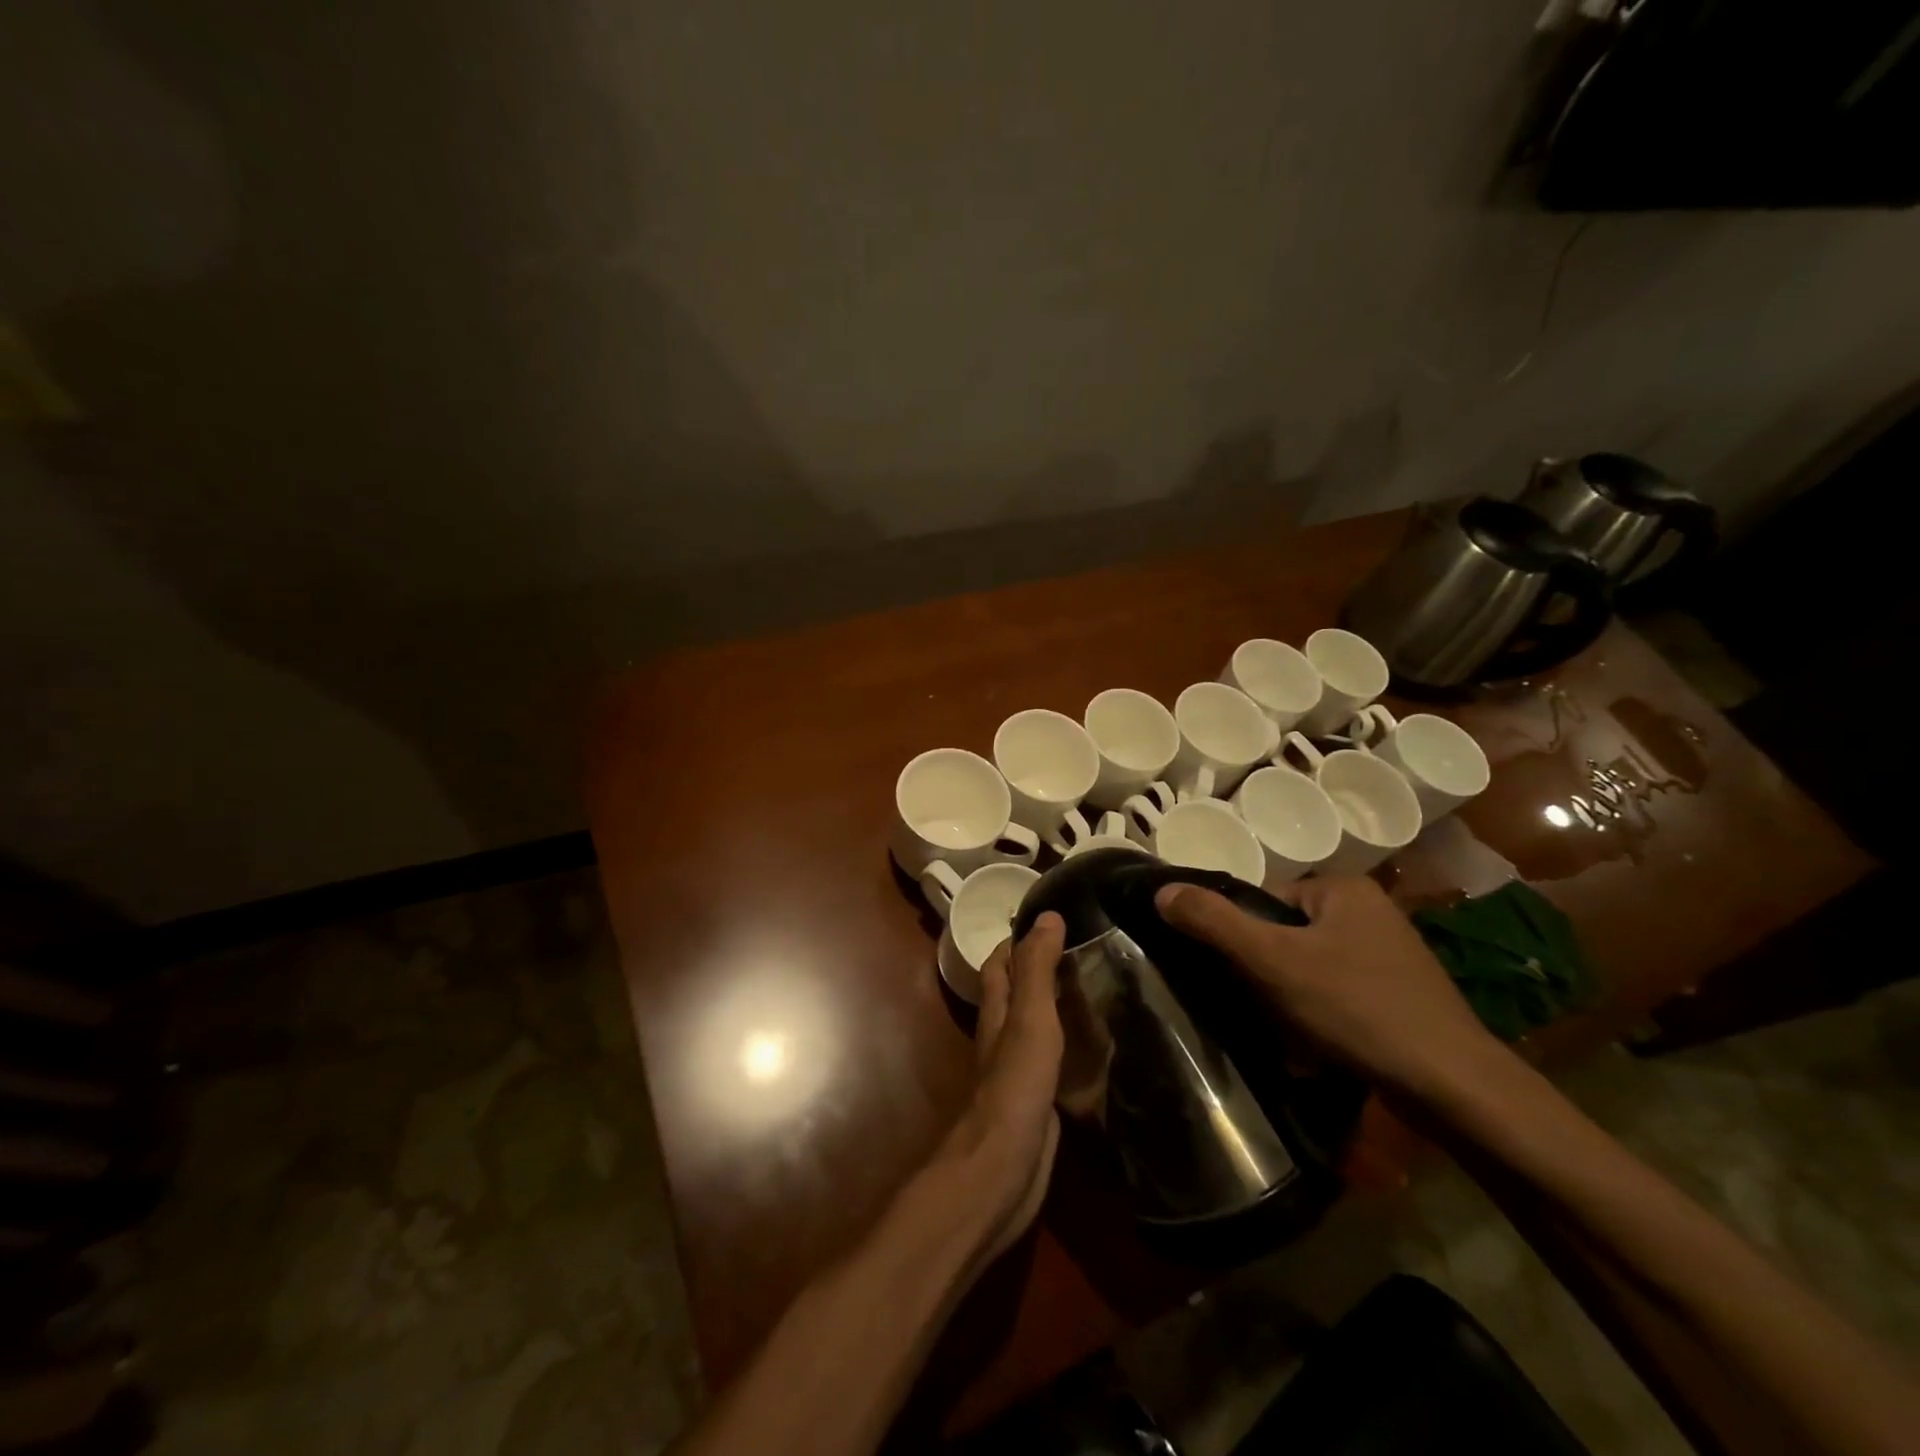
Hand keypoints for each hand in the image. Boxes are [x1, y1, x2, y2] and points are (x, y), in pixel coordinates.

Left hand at [963, 912, 1065, 1259]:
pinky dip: (1073, 1047)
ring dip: (1060, 1006)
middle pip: (1018, 992)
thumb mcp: (1030, 1019)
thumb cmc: (1015, 1086)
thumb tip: (1048, 914)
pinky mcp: (1038, 1101)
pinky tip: (1099, 1049)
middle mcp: (1003, 1035)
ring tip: (1100, 990)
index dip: (1019, 938)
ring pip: (1037, 1025)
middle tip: (1086, 950)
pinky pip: (1055, 1061)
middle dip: (1043, 969)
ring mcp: (1019, 1070)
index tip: (1053, 917)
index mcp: (997, 1011)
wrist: (1003, 1170)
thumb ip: (1037, 970)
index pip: (1001, 962)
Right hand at [1154, 876, 1501, 1101]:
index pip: (1265, 901)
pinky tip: (1322, 1048)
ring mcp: (1390, 954)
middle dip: (1269, 974)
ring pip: (1310, 968)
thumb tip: (1163, 890)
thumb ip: (1214, 922)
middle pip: (1286, 936)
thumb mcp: (1272, 961)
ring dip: (1292, 999)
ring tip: (1293, 1034)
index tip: (1245, 977)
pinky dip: (1322, 1016)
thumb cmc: (1356, 1007)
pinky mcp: (1402, 994)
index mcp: (1343, 888)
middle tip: (1266, 1009)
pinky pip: (1339, 994)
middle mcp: (1370, 910)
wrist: (1453, 1087)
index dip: (1245, 939)